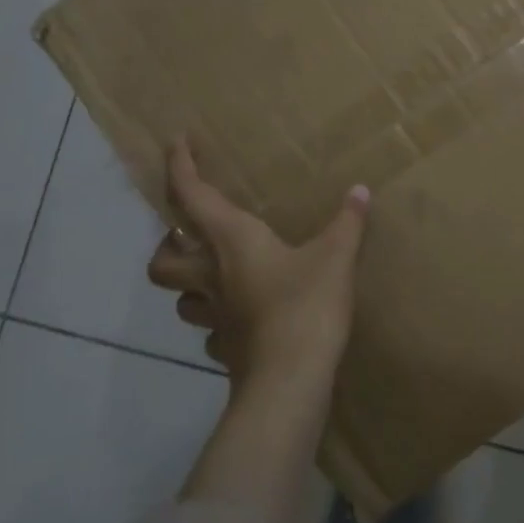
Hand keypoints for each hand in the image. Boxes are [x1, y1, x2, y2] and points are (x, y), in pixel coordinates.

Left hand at [146, 137, 370, 394]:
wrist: (290, 379)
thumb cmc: (306, 305)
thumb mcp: (336, 257)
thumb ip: (347, 222)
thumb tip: (360, 191)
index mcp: (232, 241)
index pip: (190, 195)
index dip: (179, 166)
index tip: (176, 143)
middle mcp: (212, 276)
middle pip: (162, 259)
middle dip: (168, 243)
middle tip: (191, 235)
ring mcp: (214, 317)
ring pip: (180, 297)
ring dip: (190, 283)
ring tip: (216, 276)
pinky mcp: (226, 348)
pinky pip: (211, 330)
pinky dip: (219, 320)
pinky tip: (243, 318)